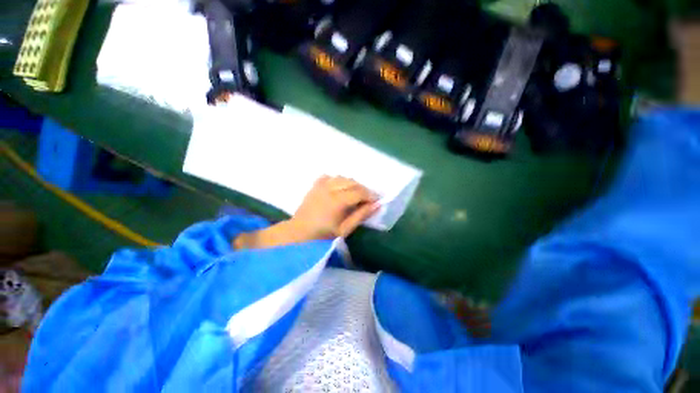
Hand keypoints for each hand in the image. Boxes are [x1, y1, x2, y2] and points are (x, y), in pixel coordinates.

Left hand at [233, 176, 378, 249]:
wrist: (298, 233)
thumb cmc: (322, 235)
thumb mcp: (344, 230)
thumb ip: (360, 216)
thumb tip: (377, 205)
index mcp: (337, 201)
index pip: (359, 192)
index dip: (371, 195)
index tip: (377, 201)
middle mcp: (329, 189)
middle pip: (352, 182)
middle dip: (363, 189)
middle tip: (367, 199)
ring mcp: (320, 186)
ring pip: (342, 177)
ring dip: (352, 184)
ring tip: (354, 194)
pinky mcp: (315, 186)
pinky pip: (329, 176)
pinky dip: (337, 180)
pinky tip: (339, 188)